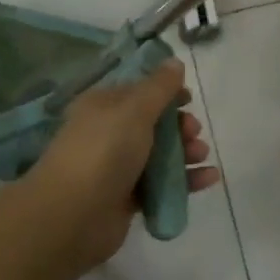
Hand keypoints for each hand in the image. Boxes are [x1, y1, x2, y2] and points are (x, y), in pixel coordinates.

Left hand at [22, 60, 216, 272]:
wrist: (71, 217)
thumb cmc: (103, 152)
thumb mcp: (134, 110)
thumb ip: (159, 87)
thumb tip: (174, 62)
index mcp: (104, 105)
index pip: (139, 90)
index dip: (165, 91)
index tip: (188, 97)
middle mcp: (109, 133)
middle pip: (153, 123)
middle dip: (179, 125)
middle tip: (194, 131)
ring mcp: (117, 167)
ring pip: (160, 154)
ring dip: (186, 151)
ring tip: (202, 155)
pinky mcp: (127, 198)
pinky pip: (161, 184)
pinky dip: (185, 180)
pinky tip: (208, 179)